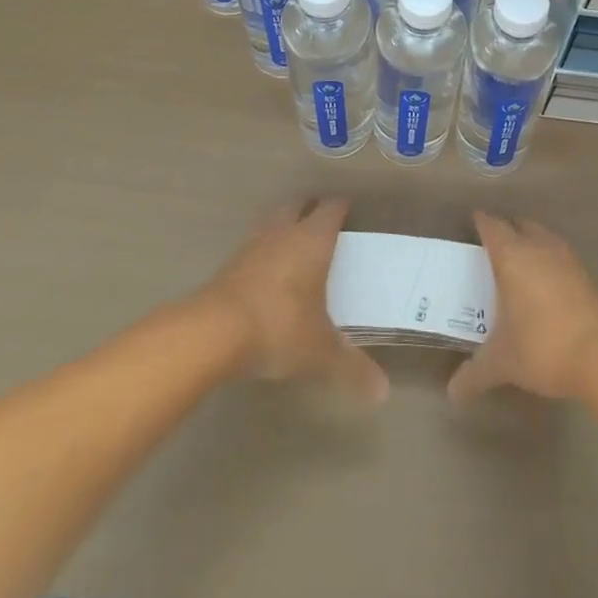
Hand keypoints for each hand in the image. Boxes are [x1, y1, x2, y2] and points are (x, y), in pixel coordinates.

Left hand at [199, 198, 387, 403]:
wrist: (214, 331)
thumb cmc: (279, 326)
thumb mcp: (319, 351)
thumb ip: (351, 367)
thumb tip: (383, 392)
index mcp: (313, 239)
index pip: (331, 209)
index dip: (341, 208)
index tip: (350, 212)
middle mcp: (284, 232)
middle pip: (298, 205)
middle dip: (310, 208)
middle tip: (323, 221)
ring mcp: (253, 245)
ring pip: (273, 222)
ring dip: (284, 226)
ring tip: (295, 242)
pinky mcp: (230, 263)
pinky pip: (254, 245)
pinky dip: (264, 251)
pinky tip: (268, 271)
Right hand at [449, 211, 597, 403]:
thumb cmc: (542, 346)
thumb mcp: (502, 362)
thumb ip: (475, 374)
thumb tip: (452, 394)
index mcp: (511, 256)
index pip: (492, 226)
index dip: (481, 222)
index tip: (473, 222)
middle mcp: (538, 248)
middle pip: (519, 224)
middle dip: (507, 229)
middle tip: (493, 242)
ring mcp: (565, 258)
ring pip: (543, 236)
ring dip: (530, 241)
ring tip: (519, 259)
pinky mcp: (585, 275)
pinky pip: (560, 255)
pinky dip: (549, 259)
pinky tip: (546, 281)